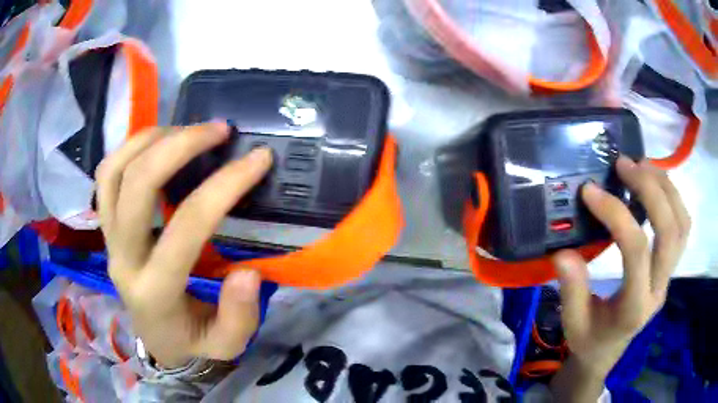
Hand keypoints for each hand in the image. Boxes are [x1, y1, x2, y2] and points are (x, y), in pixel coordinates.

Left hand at [96, 122, 272, 367]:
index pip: (186, 227)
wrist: (158, 341)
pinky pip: (105, 177)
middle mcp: (123, 259)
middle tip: (218, 130)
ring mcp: (109, 240)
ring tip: (185, 130)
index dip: (224, 186)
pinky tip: (157, 144)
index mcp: (155, 292)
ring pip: (113, 173)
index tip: (258, 159)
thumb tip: (248, 272)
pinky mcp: (106, 229)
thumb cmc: (193, 343)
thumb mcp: (226, 345)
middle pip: (137, 186)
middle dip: (180, 146)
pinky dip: (128, 149)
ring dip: (150, 140)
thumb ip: (239, 316)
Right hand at [551, 156, 689, 401]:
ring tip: (642, 165)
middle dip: (650, 189)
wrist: (609, 350)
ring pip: (682, 224)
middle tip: (624, 165)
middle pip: (669, 231)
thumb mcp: (573, 324)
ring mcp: (669, 276)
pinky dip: (673, 197)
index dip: (616, 214)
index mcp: (634, 307)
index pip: (636, 252)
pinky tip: (655, 184)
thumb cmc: (589, 339)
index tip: (590, 190)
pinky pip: (683, 226)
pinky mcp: (670, 267)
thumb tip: (564, 252)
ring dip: (666, 187)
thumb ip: (571, 291)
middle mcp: (659, 288)